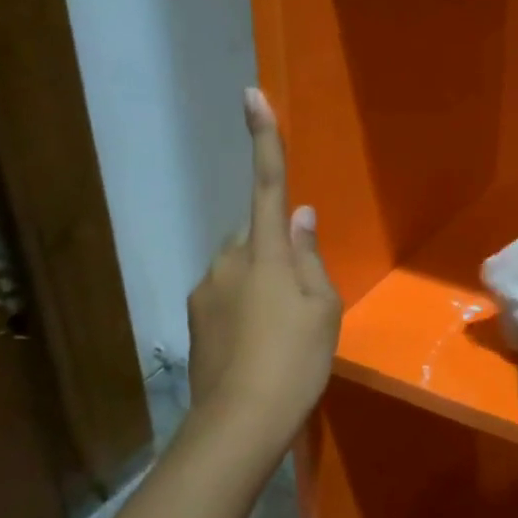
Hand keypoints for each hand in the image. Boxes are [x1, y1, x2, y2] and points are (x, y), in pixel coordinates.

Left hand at [186, 89, 340, 428]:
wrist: (241, 421)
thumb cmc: (295, 360)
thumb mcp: (323, 309)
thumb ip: (310, 258)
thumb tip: (300, 218)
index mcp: (266, 253)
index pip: (269, 186)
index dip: (263, 140)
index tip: (250, 95)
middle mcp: (228, 261)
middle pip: (254, 237)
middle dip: (273, 251)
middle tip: (300, 297)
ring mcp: (205, 290)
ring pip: (239, 269)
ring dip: (259, 283)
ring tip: (280, 330)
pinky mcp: (194, 319)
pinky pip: (225, 296)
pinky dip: (243, 308)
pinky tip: (259, 344)